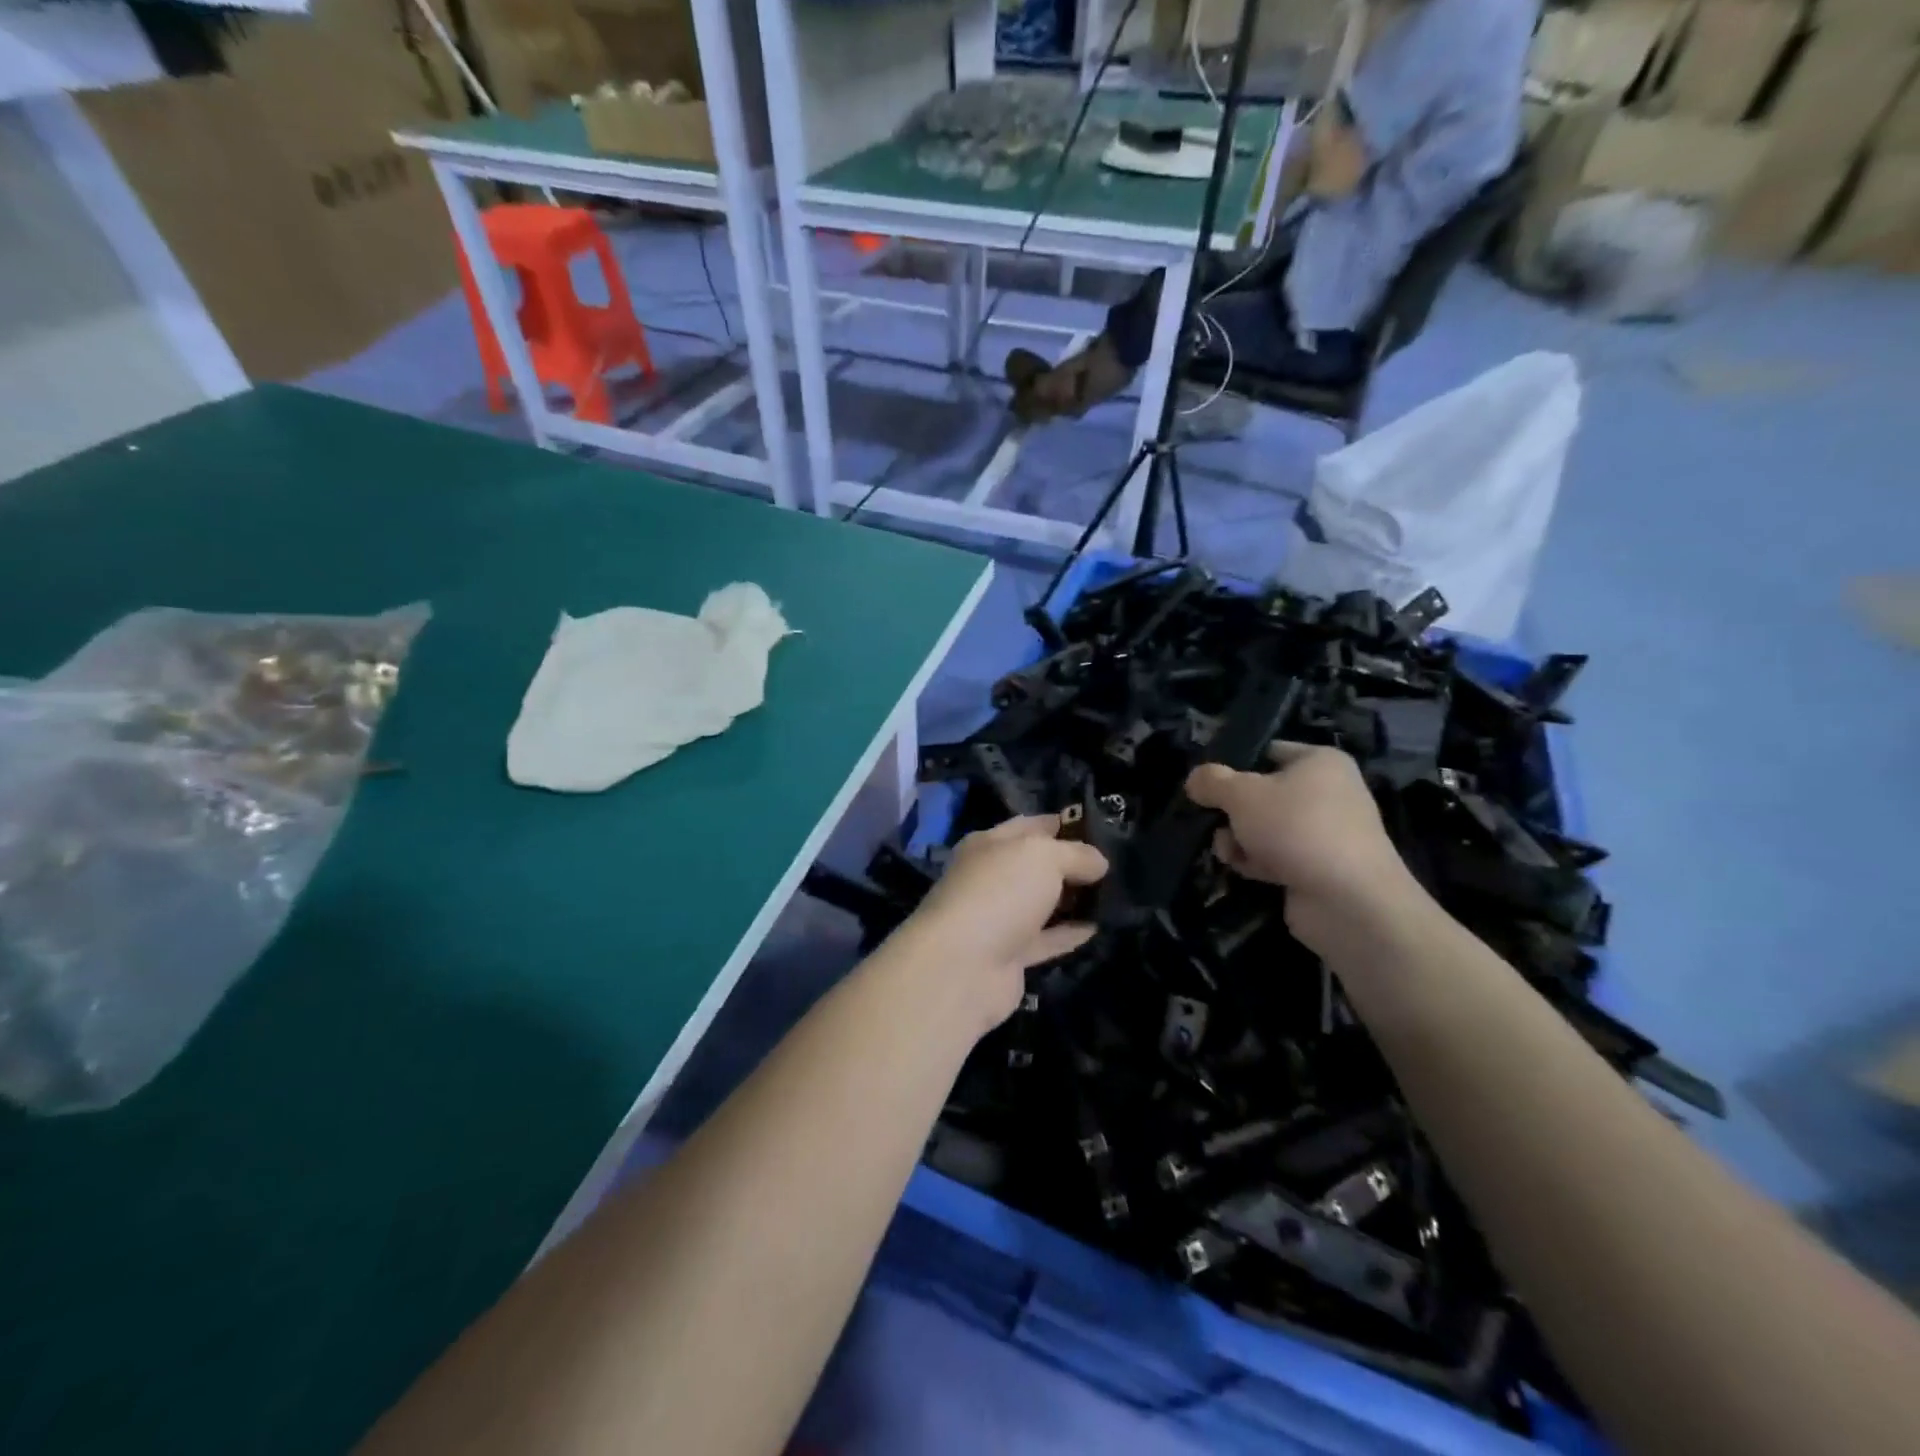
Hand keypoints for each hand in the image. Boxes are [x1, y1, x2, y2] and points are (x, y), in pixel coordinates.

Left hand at [896, 815, 1108, 1031]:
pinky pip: (1046, 939)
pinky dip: (1070, 933)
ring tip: (1117, 894)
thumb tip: (1099, 862)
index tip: (1101, 829)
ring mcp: (999, 918)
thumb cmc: (1000, 893)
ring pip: (1043, 903)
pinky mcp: (1009, 956)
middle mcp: (991, 878)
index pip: (1030, 826)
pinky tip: (1100, 926)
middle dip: (1073, 864)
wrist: (962, 966)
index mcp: (989, 844)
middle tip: (1117, 863)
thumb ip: (1076, 854)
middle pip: (1037, 866)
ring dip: (1074, 900)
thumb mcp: (1044, 856)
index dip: (1064, 824)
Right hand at [1186, 742, 1415, 952]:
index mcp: (1321, 762)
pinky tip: (1243, 869)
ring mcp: (1325, 833)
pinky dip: (1257, 861)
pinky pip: (1277, 856)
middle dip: (1232, 810)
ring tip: (1227, 850)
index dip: (1234, 764)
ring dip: (1239, 839)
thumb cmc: (1295, 828)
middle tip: (1210, 819)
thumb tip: (1194, 779)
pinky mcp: (1319, 868)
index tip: (1205, 782)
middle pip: (1262, 793)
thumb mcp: (1241, 794)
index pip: (1268, 752)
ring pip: (1265, 827)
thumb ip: (1212, 781)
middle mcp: (1329, 793)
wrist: (1347, 901)